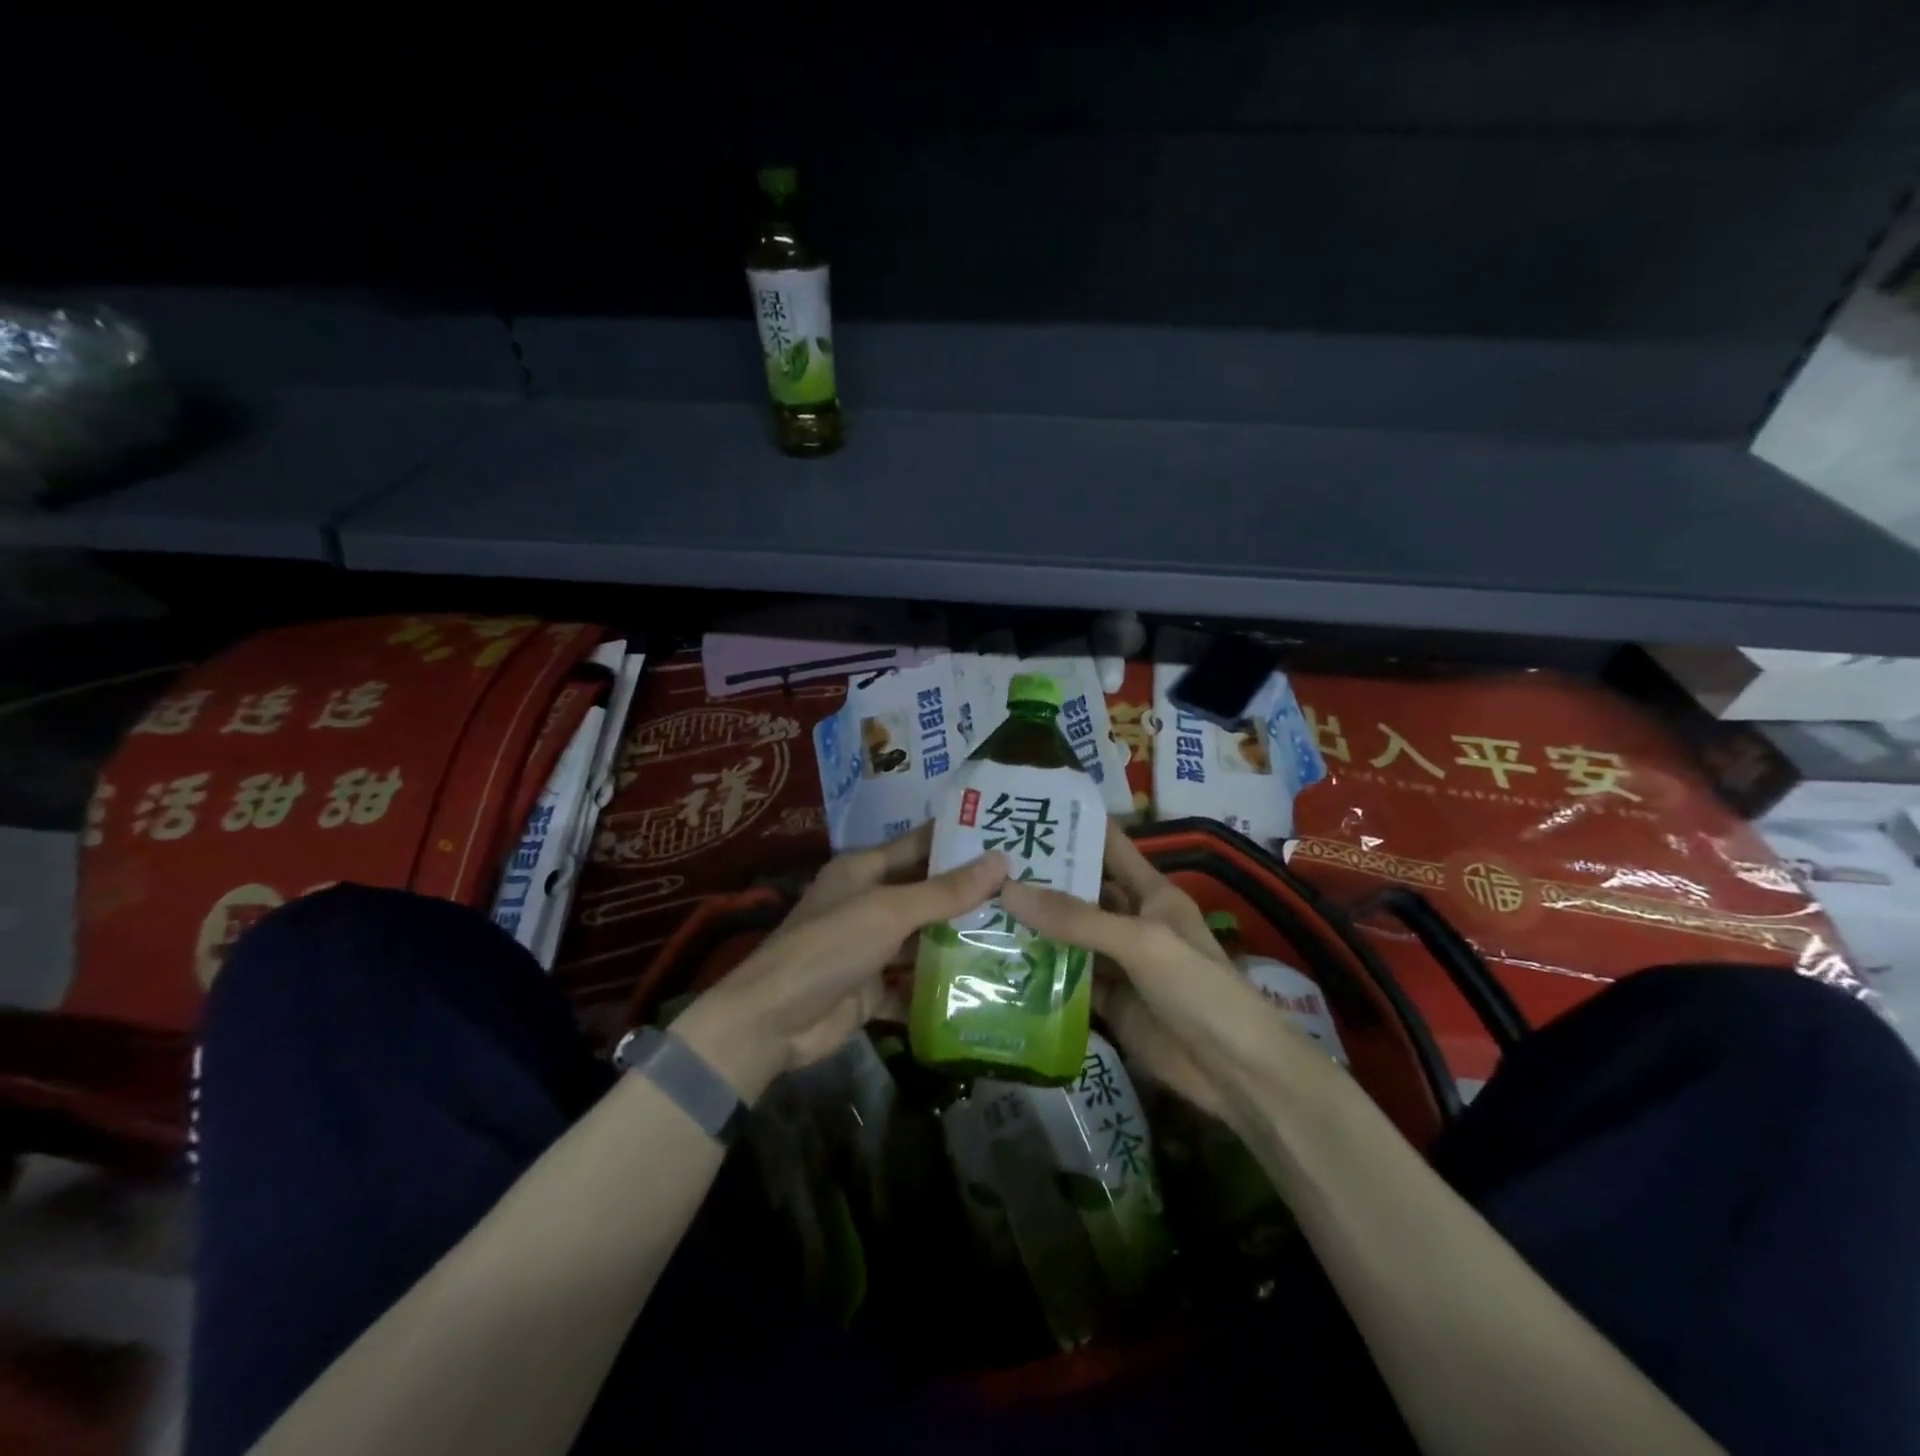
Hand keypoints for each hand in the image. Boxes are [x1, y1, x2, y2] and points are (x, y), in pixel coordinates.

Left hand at [676, 824, 1005, 1102]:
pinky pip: (914, 983)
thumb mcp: (890, 911)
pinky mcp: (874, 989)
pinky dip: (941, 986)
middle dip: (969, 894)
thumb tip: (1001, 861)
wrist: (775, 1021)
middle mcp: (868, 903)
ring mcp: (871, 948)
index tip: (1007, 836)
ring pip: (923, 939)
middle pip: (926, 893)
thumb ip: (945, 891)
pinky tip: (987, 986)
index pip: (919, 845)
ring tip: (1018, 934)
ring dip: (960, 940)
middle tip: (1026, 890)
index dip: (958, 840)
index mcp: (864, 870)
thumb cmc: (830, 946)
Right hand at [1000, 819, 1294, 1117]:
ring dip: (1034, 926)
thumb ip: (1077, 918)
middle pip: (1082, 891)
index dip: (1075, 825)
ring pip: (1070, 936)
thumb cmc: (1199, 989)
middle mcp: (1133, 922)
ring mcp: (1120, 964)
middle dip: (1041, 878)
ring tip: (980, 906)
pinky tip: (1000, 961)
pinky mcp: (1110, 1003)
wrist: (1236, 1072)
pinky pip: (1069, 979)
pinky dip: (1040, 972)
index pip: (1110, 846)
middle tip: (983, 862)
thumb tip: (1008, 890)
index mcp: (1151, 894)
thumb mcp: (1141, 942)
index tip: (1028, 808)